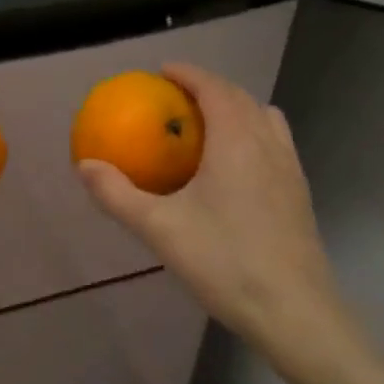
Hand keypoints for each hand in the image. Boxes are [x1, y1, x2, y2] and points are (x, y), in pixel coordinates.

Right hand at [75, 62, 365, 383]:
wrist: (294, 311)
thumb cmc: (224, 261)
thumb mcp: (160, 228)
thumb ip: (118, 194)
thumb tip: (84, 165)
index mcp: (236, 141)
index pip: (214, 88)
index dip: (188, 74)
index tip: (162, 72)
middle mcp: (268, 144)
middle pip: (241, 98)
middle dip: (209, 88)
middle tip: (175, 99)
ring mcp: (290, 169)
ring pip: (264, 119)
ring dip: (236, 110)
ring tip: (207, 127)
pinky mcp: (299, 193)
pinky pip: (275, 144)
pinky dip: (252, 135)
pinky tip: (233, 169)